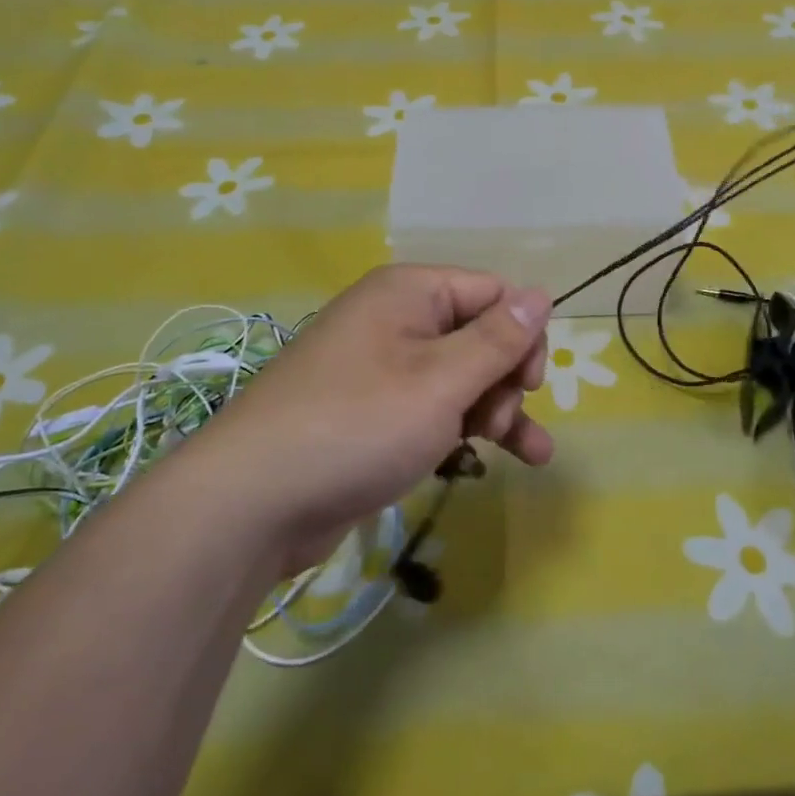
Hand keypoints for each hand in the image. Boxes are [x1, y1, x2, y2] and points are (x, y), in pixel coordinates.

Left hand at [192, 265, 550, 574]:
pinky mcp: (374, 414)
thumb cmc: (358, 425)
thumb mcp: (441, 382)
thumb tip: (542, 294)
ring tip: (531, 454)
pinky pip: (433, 409)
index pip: (492, 292)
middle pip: (479, 336)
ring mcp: (382, 370)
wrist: (252, 502)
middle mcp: (396, 321)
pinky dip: (463, 430)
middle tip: (501, 423)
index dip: (521, 334)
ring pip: (461, 378)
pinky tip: (488, 462)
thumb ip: (497, 339)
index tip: (529, 383)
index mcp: (409, 293)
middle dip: (505, 380)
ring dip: (498, 412)